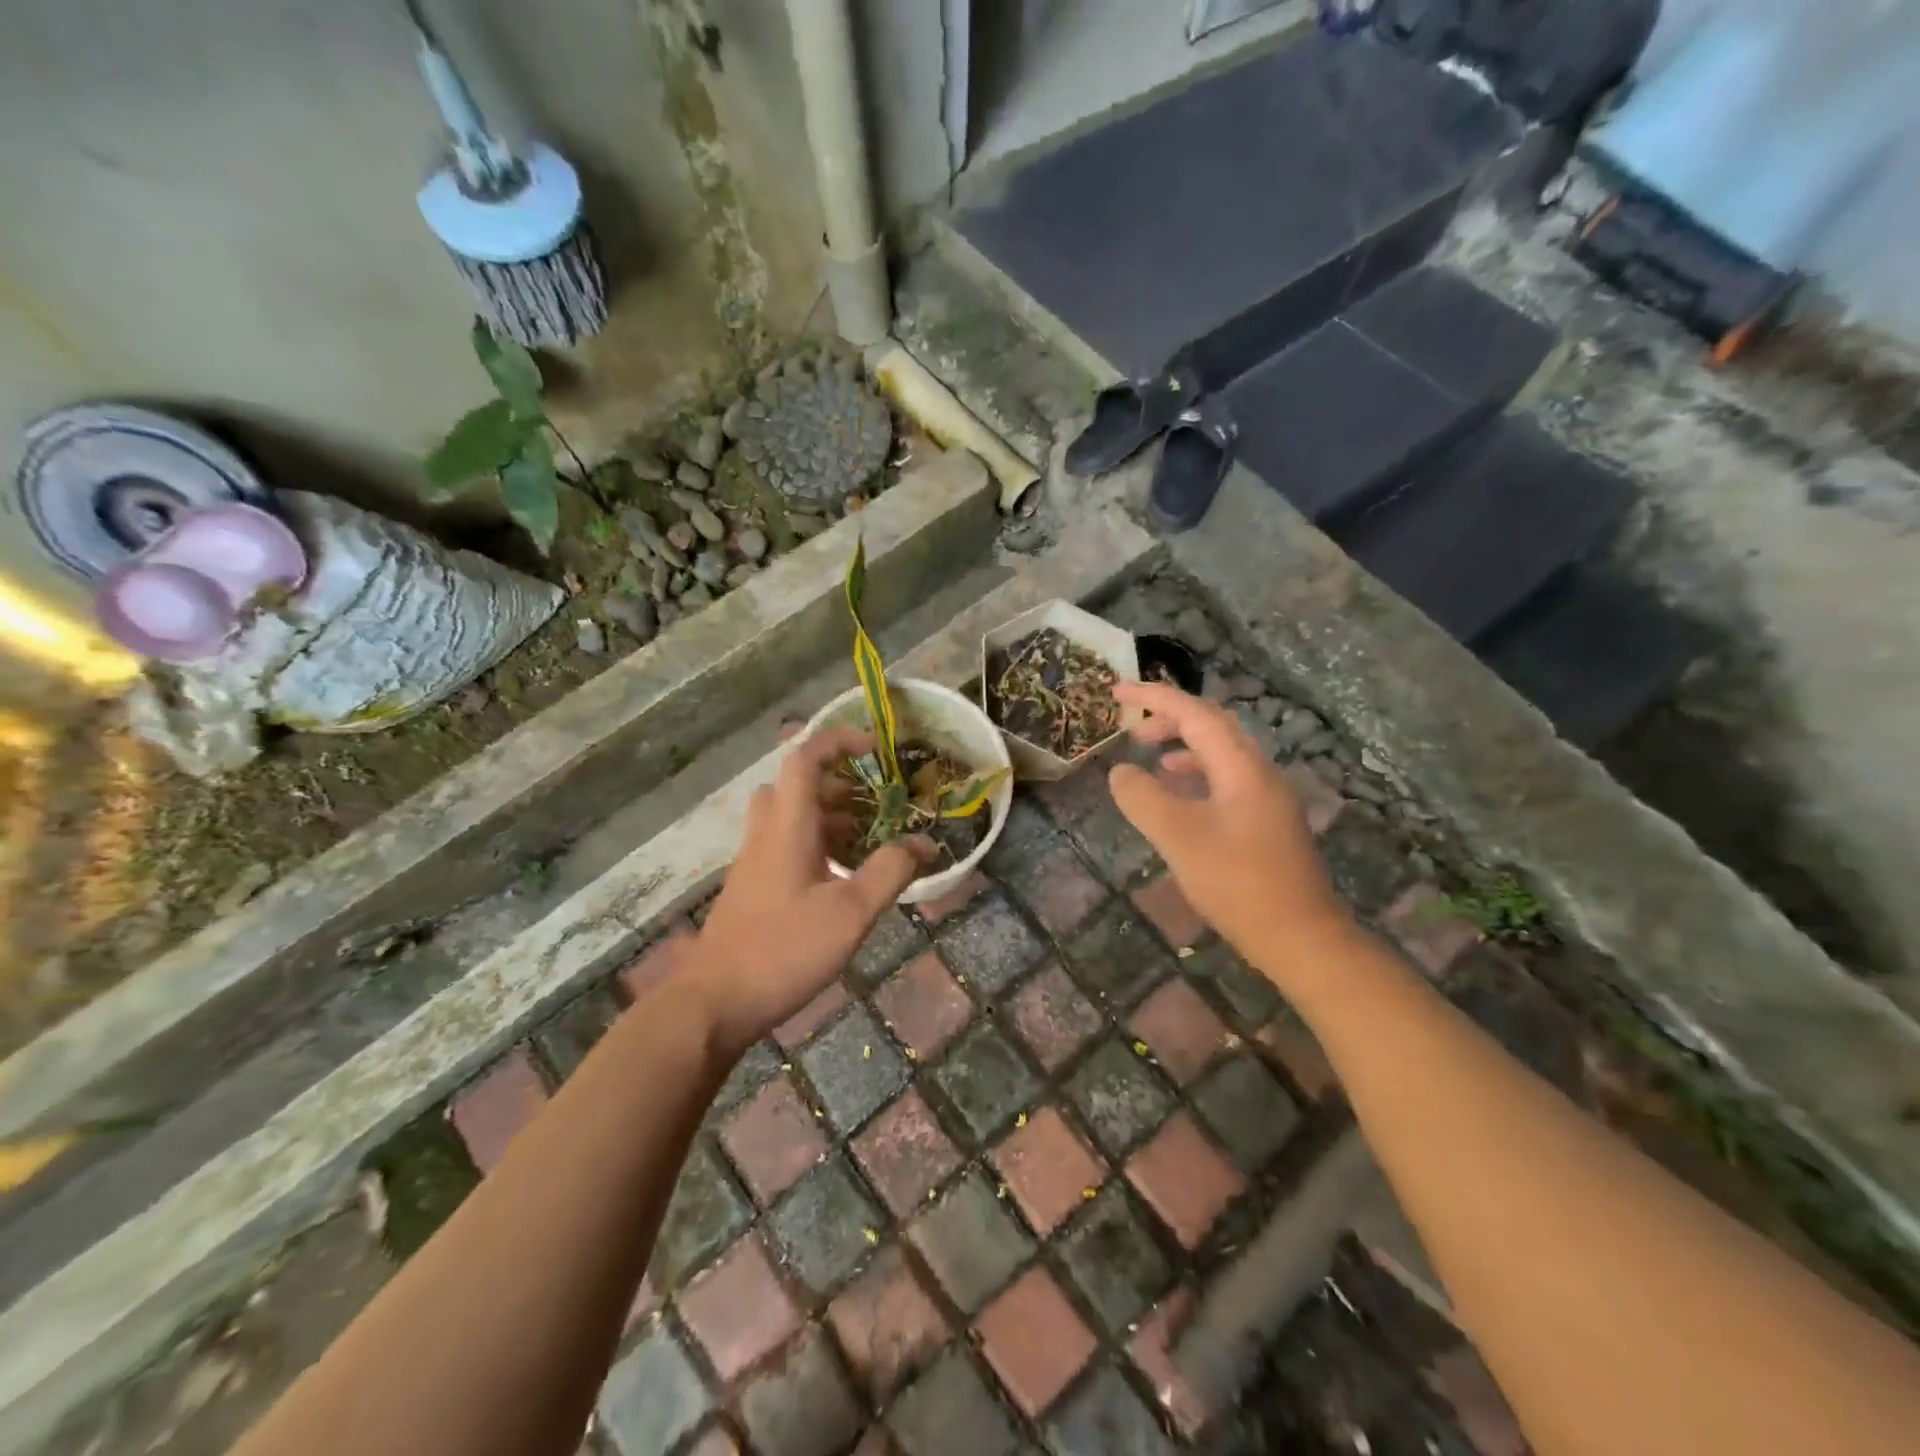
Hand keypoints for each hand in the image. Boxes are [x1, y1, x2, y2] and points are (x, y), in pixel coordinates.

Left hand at [695, 723, 931, 1055]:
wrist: (715, 1002)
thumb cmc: (784, 950)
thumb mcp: (851, 913)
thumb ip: (890, 872)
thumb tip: (926, 843)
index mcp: (787, 826)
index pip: (805, 758)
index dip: (839, 741)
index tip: (876, 749)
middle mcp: (766, 834)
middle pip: (795, 785)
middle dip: (838, 784)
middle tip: (874, 805)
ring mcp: (754, 860)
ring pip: (789, 816)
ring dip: (827, 816)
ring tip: (866, 842)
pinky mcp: (752, 886)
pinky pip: (784, 844)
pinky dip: (815, 844)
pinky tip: (840, 879)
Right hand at [1107, 681, 1345, 960]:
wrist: (1301, 937)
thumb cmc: (1237, 883)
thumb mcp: (1178, 838)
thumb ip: (1143, 798)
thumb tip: (1120, 772)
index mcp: (1241, 767)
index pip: (1194, 713)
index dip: (1154, 697)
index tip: (1117, 691)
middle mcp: (1259, 772)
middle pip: (1212, 726)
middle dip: (1169, 718)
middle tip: (1132, 728)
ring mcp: (1267, 797)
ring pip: (1221, 754)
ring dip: (1183, 746)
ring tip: (1150, 758)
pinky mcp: (1267, 822)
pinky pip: (1226, 779)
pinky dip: (1196, 775)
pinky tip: (1179, 798)